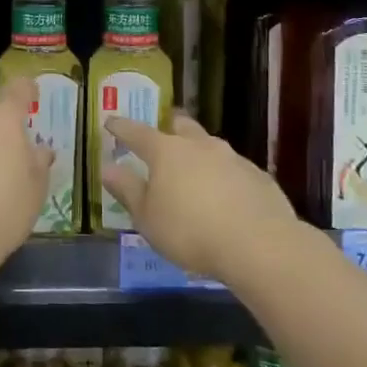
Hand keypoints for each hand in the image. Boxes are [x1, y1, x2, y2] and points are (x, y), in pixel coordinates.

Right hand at [102, 113, 296, 282]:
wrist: (260, 244)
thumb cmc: (190, 231)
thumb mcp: (147, 218)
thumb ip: (128, 190)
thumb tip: (107, 168)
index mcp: (166, 152)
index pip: (136, 132)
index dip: (121, 127)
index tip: (110, 122)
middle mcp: (199, 146)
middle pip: (180, 127)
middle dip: (169, 128)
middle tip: (163, 135)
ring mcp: (232, 158)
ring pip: (210, 146)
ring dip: (199, 152)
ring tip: (195, 169)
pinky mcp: (258, 176)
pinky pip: (234, 169)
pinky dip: (224, 175)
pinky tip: (225, 195)